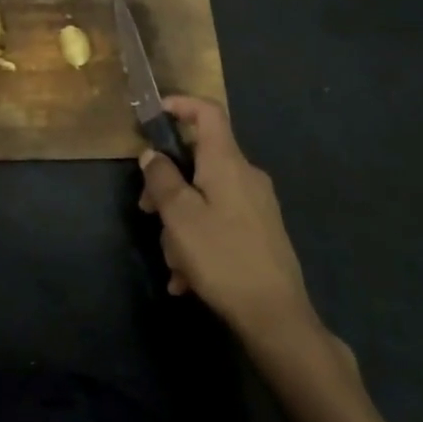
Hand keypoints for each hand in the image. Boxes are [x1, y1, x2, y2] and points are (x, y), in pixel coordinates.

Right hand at [138, 97, 318, 344]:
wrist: (276, 316)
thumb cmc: (222, 257)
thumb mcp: (179, 216)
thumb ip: (161, 179)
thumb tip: (152, 155)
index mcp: (227, 164)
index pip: (208, 113)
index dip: (180, 105)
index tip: (151, 116)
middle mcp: (246, 177)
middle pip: (198, 160)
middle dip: (167, 183)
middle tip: (146, 211)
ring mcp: (256, 205)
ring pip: (204, 197)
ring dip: (180, 222)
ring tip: (172, 261)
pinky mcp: (260, 232)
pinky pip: (218, 222)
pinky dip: (197, 241)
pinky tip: (186, 278)